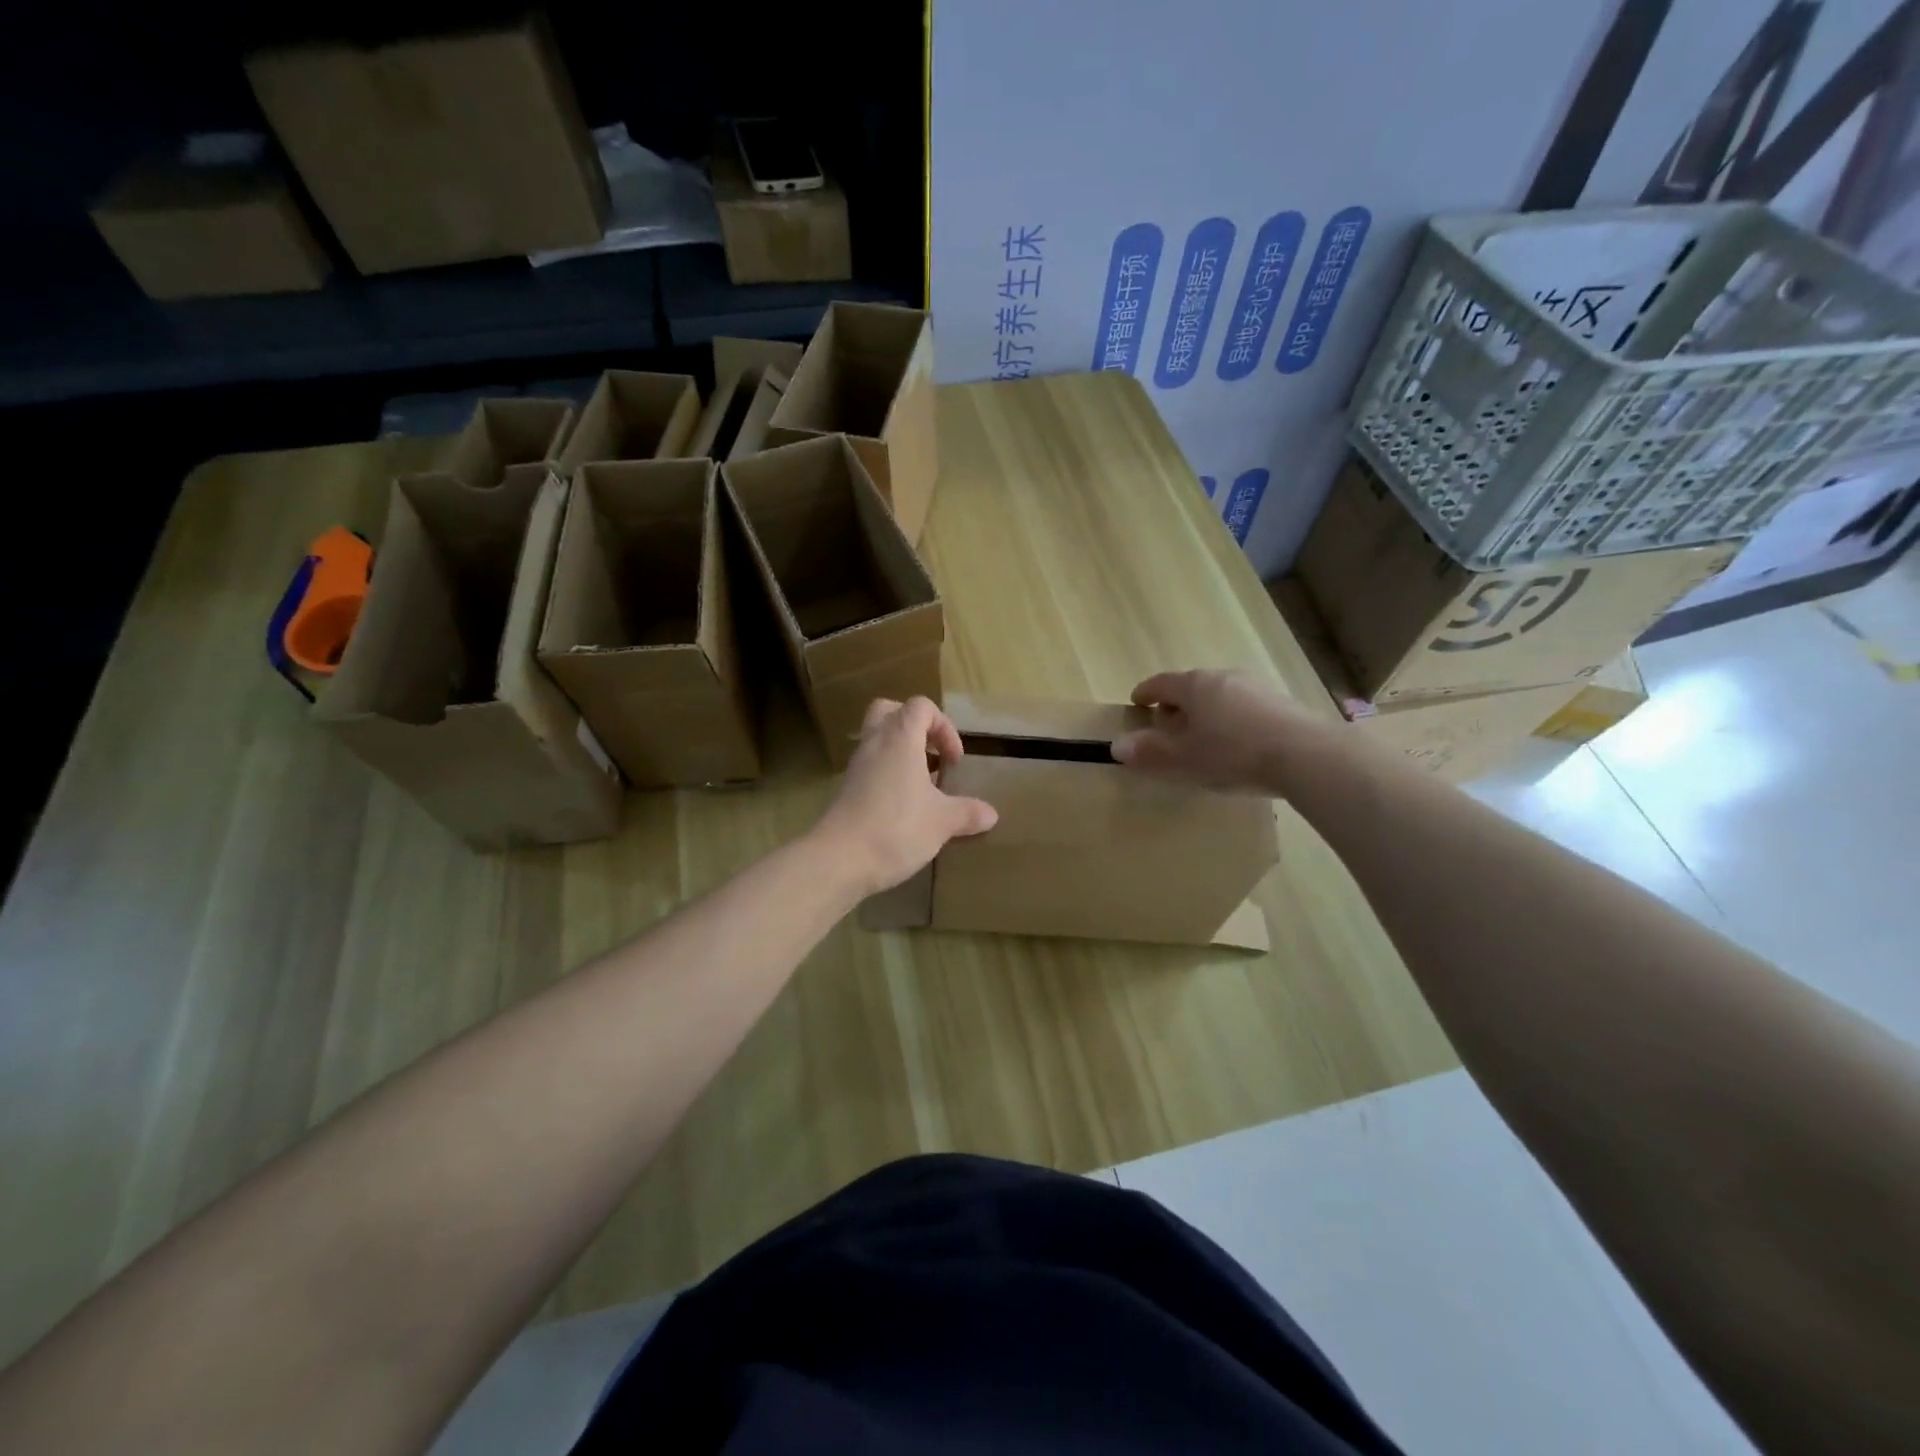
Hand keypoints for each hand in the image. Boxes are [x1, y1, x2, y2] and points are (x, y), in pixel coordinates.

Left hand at [813, 697, 998, 894]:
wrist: (839, 859)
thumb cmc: (896, 828)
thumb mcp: (942, 822)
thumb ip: (967, 813)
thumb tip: (991, 814)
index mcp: (900, 738)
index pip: (921, 706)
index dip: (944, 727)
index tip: (953, 761)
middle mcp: (875, 743)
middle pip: (891, 711)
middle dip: (916, 728)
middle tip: (932, 755)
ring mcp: (856, 766)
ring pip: (878, 740)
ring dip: (902, 754)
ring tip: (922, 785)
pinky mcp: (845, 789)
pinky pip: (869, 766)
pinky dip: (887, 775)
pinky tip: (902, 806)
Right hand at [1113, 669, 1326, 793]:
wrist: (1306, 755)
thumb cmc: (1233, 753)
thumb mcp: (1184, 759)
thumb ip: (1150, 752)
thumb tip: (1117, 746)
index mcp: (1195, 685)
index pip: (1161, 683)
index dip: (1146, 692)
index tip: (1136, 703)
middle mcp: (1224, 677)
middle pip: (1192, 686)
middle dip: (1177, 705)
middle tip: (1168, 726)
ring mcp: (1256, 687)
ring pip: (1220, 695)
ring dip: (1206, 712)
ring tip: (1203, 738)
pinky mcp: (1282, 703)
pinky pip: (1244, 707)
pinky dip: (1232, 719)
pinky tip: (1237, 743)